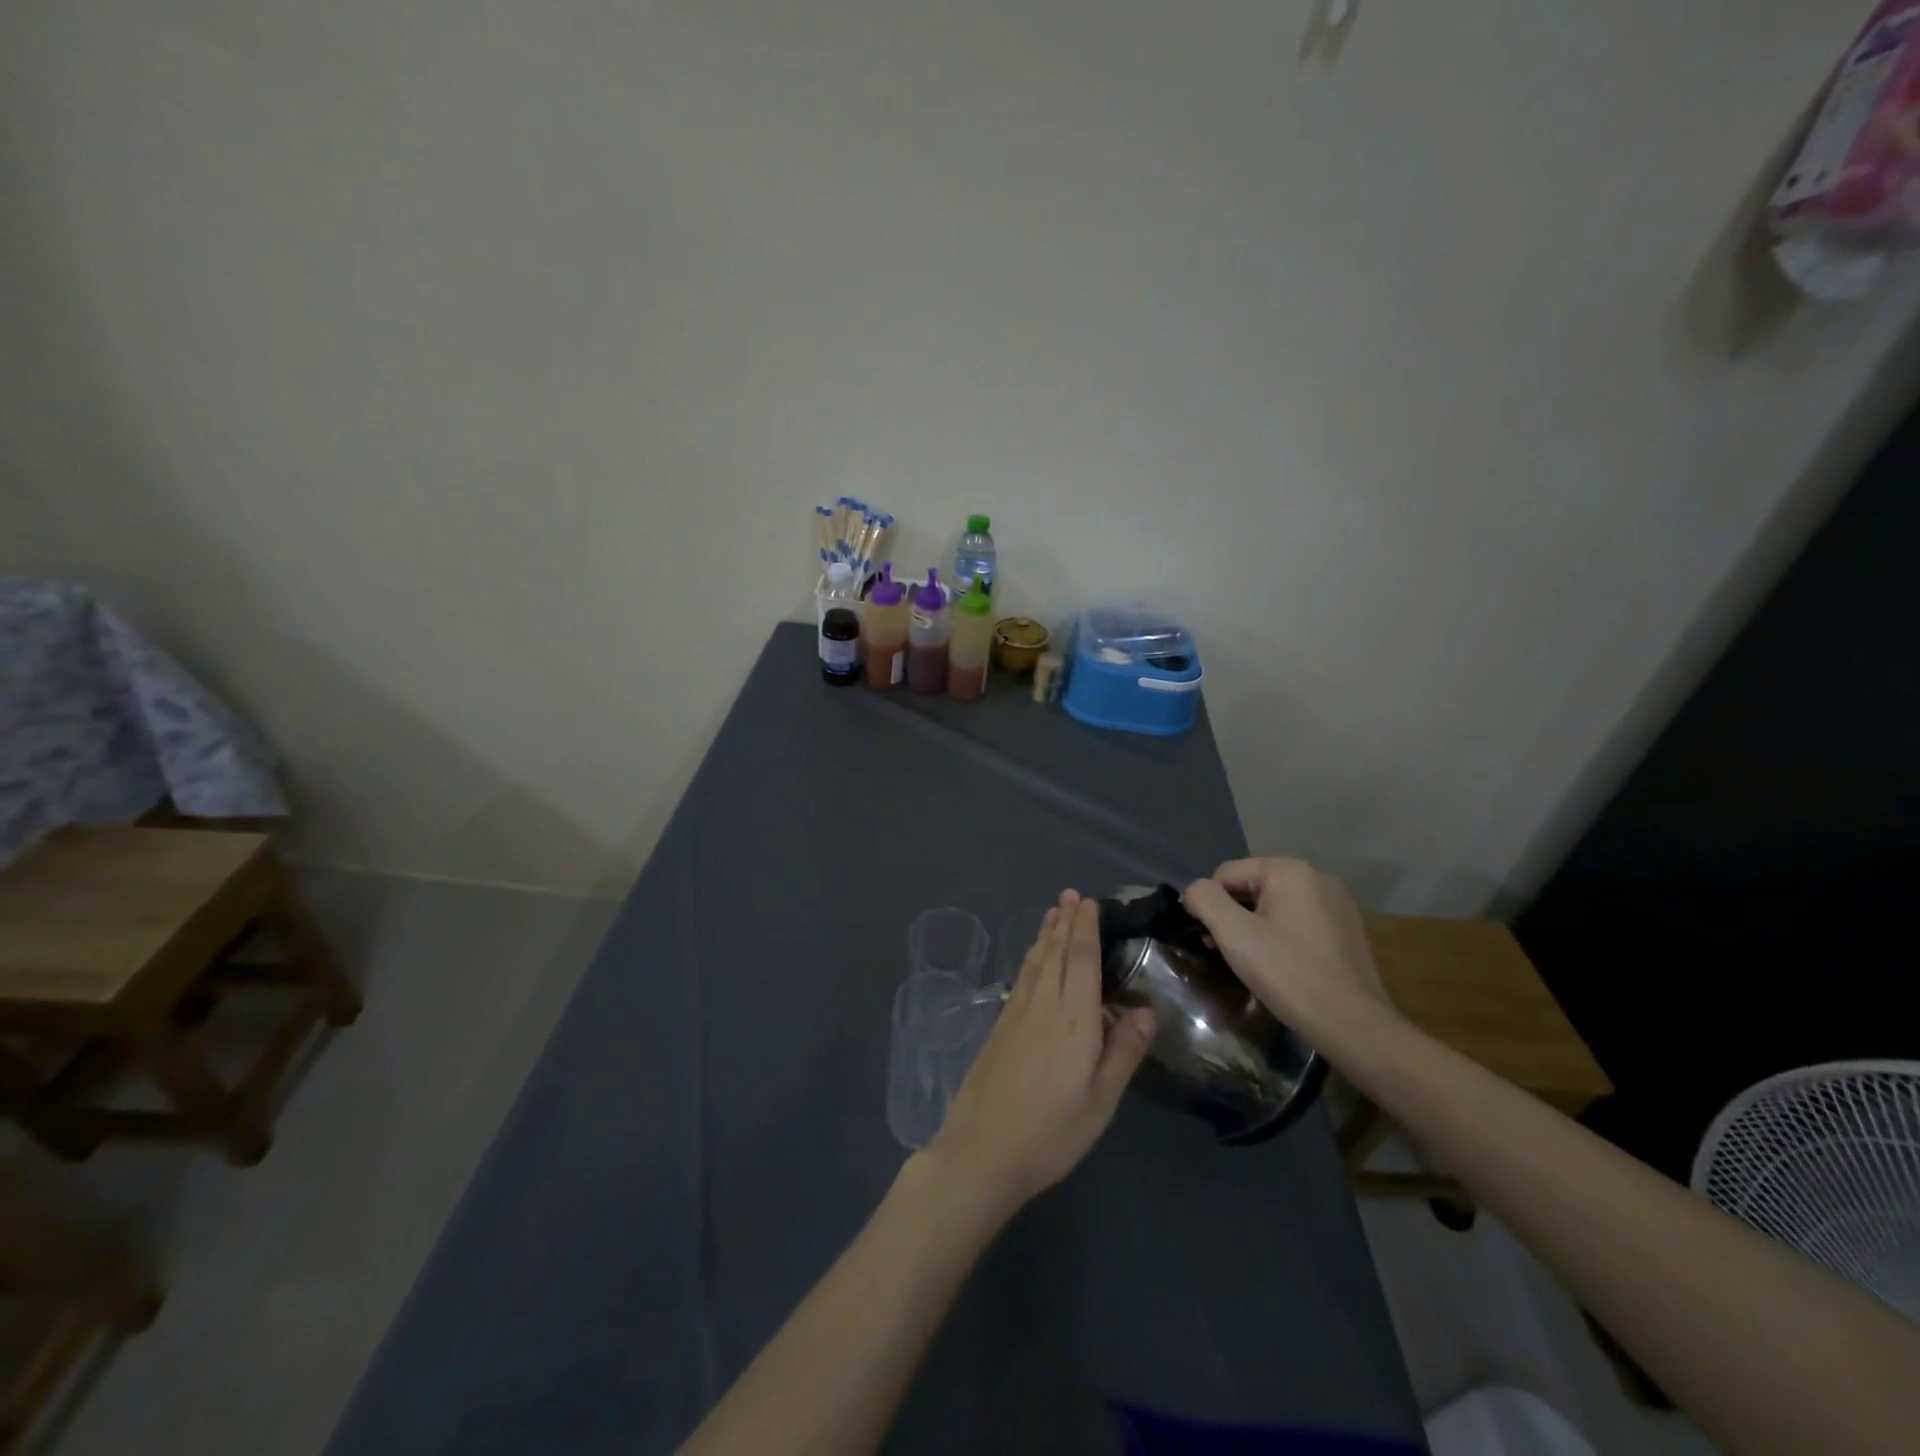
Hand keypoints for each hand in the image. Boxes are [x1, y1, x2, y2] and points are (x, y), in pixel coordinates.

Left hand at [923, 891, 1155, 1218]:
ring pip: (1036, 961)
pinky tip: (1032, 958)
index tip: (1089, 902)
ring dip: (1046, 934)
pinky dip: (1031, 957)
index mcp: (1074, 1019)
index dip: (1086, 928)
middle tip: (1071, 894)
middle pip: (1056, 952)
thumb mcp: (1101, 1100)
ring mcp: (1017, 1013)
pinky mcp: (1000, 1026)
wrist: (982, 1150)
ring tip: (1053, 912)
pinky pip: (1021, 977)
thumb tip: (1147, 1008)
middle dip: (1065, 921)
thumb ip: (1124, 1051)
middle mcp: (1044, 1004)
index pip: (1082, 959)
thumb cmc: (1052, 1131)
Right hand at [1182, 858, 1392, 1029]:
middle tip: (1227, 953)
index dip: (1210, 905)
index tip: (1211, 940)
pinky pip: (1298, 921)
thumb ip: (1205, 900)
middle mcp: (1317, 877)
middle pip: (1252, 887)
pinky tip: (1282, 965)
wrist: (1354, 1026)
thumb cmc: (1289, 974)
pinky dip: (1281, 937)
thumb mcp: (1234, 934)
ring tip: (1252, 962)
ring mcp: (1337, 903)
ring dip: (1255, 927)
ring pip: (1275, 906)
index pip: (1227, 874)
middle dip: (1233, 916)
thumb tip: (1194, 892)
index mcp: (1290, 870)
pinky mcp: (1347, 929)